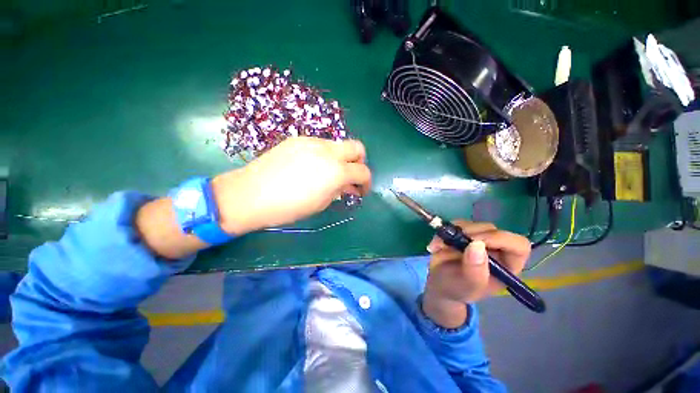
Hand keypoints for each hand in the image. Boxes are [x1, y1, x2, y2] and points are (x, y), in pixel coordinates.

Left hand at [212, 137, 371, 234]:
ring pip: (338, 145)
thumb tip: (348, 185)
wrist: (250, 194)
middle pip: (357, 147)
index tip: (360, 191)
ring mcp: (312, 142)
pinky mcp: (298, 139)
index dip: (366, 182)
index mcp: (336, 171)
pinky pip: (320, 145)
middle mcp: (328, 151)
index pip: (363, 171)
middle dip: (359, 162)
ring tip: (328, 173)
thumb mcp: (321, 203)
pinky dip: (324, 155)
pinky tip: (311, 167)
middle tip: (351, 176)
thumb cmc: (288, 207)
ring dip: (341, 158)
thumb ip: (339, 190)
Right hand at [421, 221, 530, 327]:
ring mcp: (478, 239)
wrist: (440, 283)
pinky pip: (456, 224)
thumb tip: (477, 245)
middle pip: (492, 230)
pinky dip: (444, 232)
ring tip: (440, 247)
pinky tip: (436, 245)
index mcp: (507, 265)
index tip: (475, 242)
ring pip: (472, 224)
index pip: (518, 245)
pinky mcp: (463, 233)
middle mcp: (496, 249)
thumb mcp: (467, 286)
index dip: (500, 239)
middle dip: (470, 235)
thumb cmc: (458, 289)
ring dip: (453, 233)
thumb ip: (475, 271)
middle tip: (452, 243)